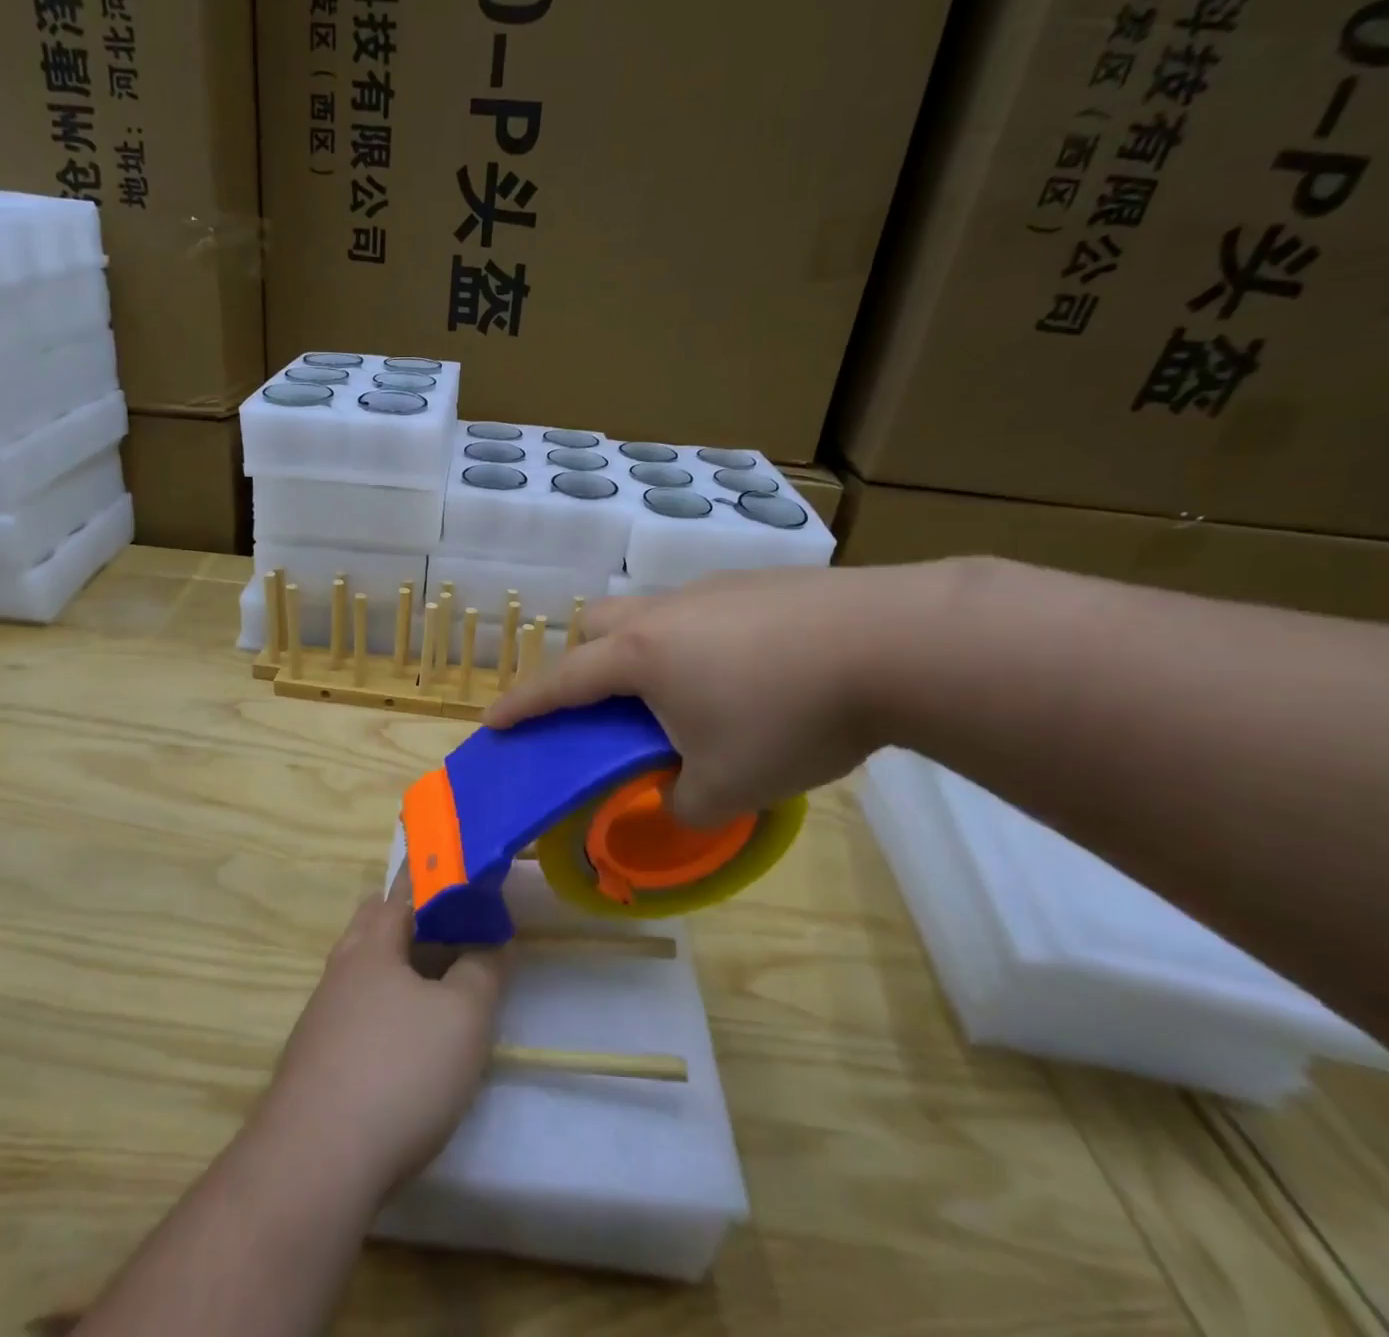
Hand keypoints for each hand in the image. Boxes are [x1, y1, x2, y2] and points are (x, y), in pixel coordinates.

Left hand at [254, 879, 507, 1201]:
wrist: (314, 1165)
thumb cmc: (398, 1072)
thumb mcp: (463, 1018)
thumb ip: (483, 970)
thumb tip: (492, 939)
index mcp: (373, 944)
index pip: (403, 889)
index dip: (433, 877)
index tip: (462, 875)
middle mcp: (341, 968)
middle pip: (375, 923)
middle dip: (412, 916)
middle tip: (454, 928)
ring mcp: (322, 1014)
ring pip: (364, 968)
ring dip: (398, 964)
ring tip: (437, 983)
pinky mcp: (315, 1058)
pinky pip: (355, 1010)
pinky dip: (384, 1006)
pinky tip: (403, 1041)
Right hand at [484, 563, 956, 824]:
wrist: (894, 643)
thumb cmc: (791, 717)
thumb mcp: (730, 785)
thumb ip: (685, 806)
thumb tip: (672, 802)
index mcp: (641, 657)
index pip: (561, 682)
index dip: (523, 705)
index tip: (494, 721)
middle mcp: (665, 614)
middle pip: (597, 625)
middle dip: (584, 661)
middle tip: (609, 705)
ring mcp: (712, 590)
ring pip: (651, 614)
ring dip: (646, 651)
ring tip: (688, 693)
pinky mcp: (758, 583)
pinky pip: (702, 611)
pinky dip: (698, 642)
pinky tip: (747, 671)